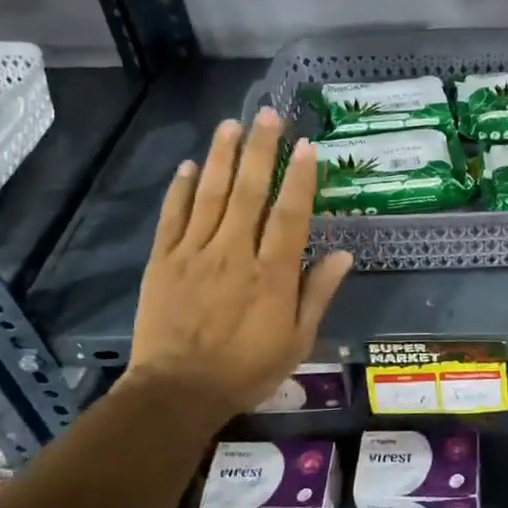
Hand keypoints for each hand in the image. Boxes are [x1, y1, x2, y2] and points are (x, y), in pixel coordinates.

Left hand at [125, 109, 351, 420]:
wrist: (177, 392)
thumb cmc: (246, 369)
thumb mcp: (298, 341)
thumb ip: (318, 294)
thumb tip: (344, 255)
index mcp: (272, 273)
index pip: (290, 214)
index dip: (300, 178)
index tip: (306, 146)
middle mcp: (234, 253)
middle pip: (249, 192)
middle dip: (260, 150)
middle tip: (268, 115)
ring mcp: (195, 253)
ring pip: (210, 195)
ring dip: (222, 156)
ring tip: (231, 124)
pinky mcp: (164, 261)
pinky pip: (173, 217)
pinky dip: (181, 189)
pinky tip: (189, 166)